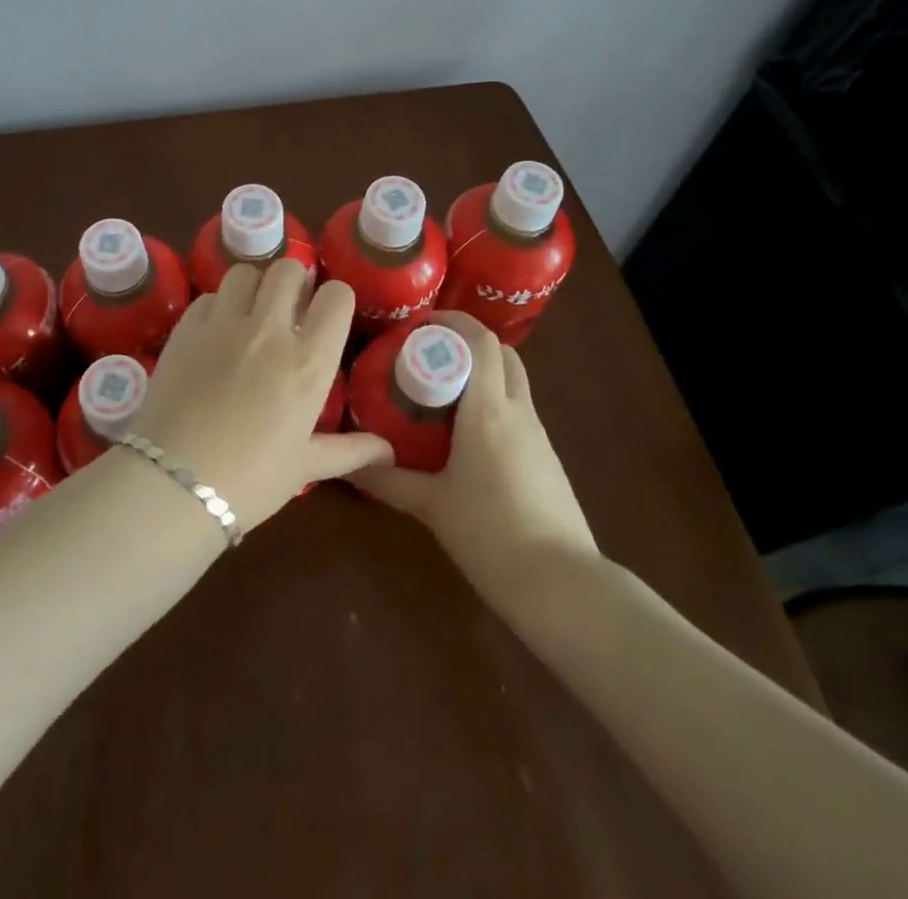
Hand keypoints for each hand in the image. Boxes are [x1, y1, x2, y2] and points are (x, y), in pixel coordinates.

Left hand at [131, 260, 391, 528]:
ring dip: (253, 286)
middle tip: (288, 307)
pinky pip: (208, 296)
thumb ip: (350, 450)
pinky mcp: (186, 328)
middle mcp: (270, 330)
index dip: (335, 299)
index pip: (337, 296)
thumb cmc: (251, 480)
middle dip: (294, 281)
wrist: (175, 483)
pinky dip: (217, 306)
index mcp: (309, 361)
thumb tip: (388, 451)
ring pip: (244, 272)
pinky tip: (215, 332)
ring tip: (250, 311)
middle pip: (288, 269)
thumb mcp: (306, 466)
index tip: (326, 314)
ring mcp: (224, 324)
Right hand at [345, 311, 597, 602]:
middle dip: (468, 344)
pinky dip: (495, 402)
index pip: (480, 342)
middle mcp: (518, 411)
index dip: (454, 322)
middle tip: (429, 357)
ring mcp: (538, 434)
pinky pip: (520, 410)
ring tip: (443, 393)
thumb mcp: (431, 506)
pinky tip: (469, 435)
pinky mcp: (547, 457)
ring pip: (514, 381)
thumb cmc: (490, 534)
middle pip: (502, 354)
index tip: (420, 323)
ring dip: (483, 373)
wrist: (560, 584)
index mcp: (488, 410)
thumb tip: (347, 464)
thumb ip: (387, 480)